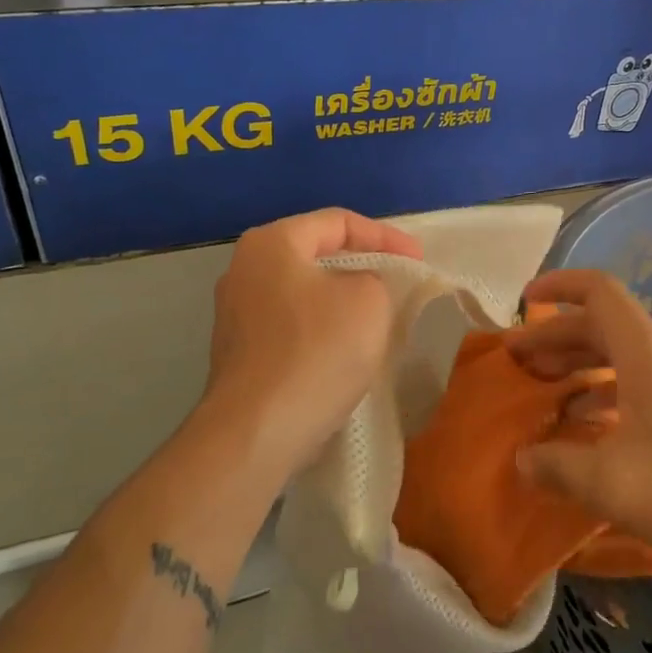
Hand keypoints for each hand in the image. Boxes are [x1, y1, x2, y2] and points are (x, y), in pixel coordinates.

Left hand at [203, 208, 421, 481]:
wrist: (257, 431)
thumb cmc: (316, 351)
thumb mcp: (369, 300)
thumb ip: (373, 277)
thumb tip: (357, 288)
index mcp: (271, 243)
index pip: (338, 221)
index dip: (385, 236)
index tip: (417, 261)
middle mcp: (244, 269)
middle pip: (316, 254)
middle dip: (362, 266)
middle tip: (398, 282)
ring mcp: (234, 313)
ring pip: (303, 292)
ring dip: (341, 300)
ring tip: (377, 316)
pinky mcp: (238, 352)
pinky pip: (290, 325)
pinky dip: (321, 328)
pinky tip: (344, 350)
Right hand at [505, 269, 651, 567]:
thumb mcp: (608, 482)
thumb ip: (556, 465)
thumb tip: (523, 459)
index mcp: (645, 352)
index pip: (599, 291)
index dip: (559, 286)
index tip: (525, 300)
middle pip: (605, 325)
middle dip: (559, 336)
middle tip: (521, 360)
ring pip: (625, 354)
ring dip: (583, 364)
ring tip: (550, 390)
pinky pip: (645, 380)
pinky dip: (611, 390)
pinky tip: (595, 425)